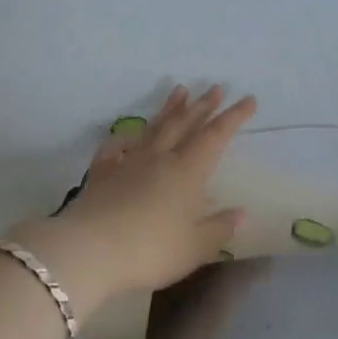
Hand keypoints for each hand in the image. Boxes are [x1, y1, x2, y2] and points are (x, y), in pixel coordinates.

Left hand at [11, 85, 255, 311]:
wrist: (88, 251)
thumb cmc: (150, 251)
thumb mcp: (195, 248)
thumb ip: (218, 229)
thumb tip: (240, 214)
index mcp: (187, 172)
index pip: (215, 136)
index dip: (233, 117)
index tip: (249, 99)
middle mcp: (159, 158)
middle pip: (184, 124)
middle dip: (203, 105)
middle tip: (216, 87)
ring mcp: (127, 163)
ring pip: (153, 128)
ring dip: (169, 109)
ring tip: (179, 91)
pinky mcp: (102, 174)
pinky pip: (115, 147)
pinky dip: (124, 137)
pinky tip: (128, 134)